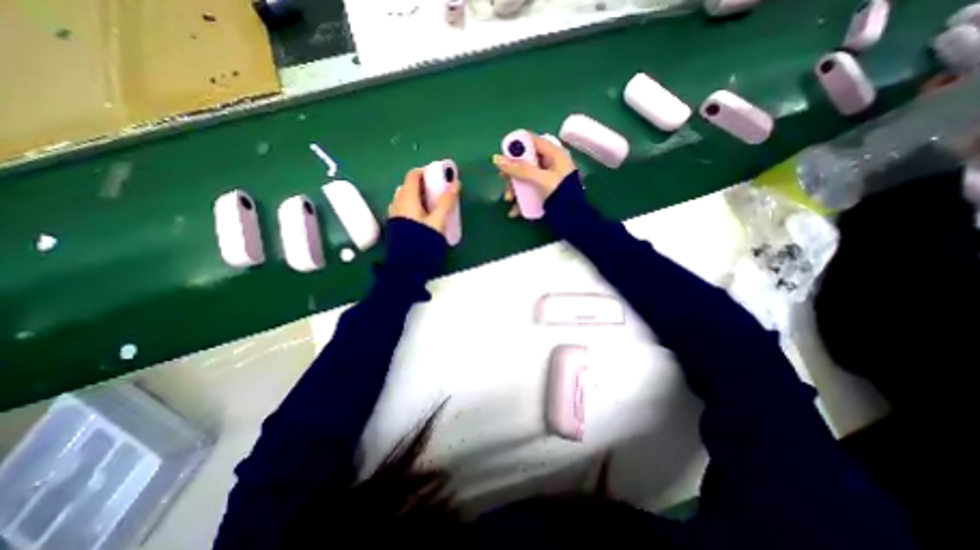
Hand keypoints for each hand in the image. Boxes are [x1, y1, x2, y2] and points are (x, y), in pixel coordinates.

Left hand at [387, 169, 460, 236]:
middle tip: (439, 192)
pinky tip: (424, 217)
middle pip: (409, 186)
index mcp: (407, 197)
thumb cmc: (423, 240)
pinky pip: (404, 207)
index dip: (425, 172)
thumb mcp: (438, 220)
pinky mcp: (395, 224)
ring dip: (419, 196)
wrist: (407, 264)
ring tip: (433, 205)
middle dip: (424, 185)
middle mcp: (397, 202)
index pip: (413, 175)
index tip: (438, 176)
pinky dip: (414, 206)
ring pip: (406, 197)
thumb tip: (455, 183)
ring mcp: (394, 213)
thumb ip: (446, 202)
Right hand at [494, 133, 575, 216]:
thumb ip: (520, 169)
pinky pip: (529, 192)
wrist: (573, 219)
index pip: (532, 141)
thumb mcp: (540, 179)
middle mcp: (550, 164)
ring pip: (525, 178)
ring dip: (514, 189)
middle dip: (513, 173)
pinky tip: (515, 212)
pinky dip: (521, 200)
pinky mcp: (544, 193)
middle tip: (503, 179)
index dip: (517, 145)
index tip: (503, 154)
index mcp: (554, 154)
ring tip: (509, 200)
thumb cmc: (560, 194)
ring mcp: (547, 179)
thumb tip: (497, 159)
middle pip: (526, 162)